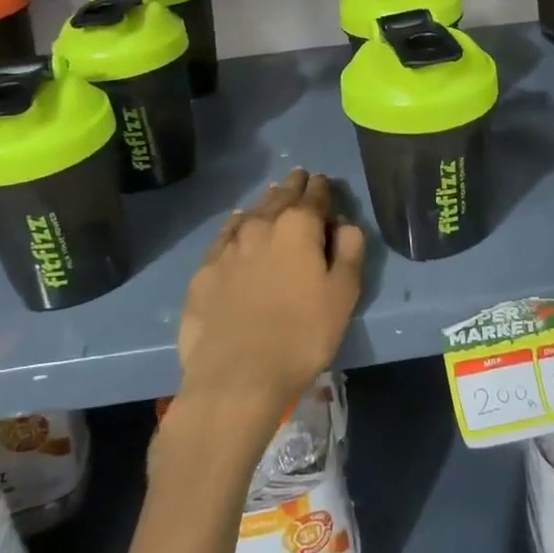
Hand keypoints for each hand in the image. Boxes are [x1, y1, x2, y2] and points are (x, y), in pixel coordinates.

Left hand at [175, 169, 365, 431]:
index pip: (314, 196)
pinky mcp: (205, 270)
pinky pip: (225, 235)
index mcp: (299, 227)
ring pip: (251, 212)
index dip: (322, 187)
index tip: (323, 181)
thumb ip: (349, 251)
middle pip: (280, 197)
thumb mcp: (344, 294)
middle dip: (293, 186)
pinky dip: (236, 225)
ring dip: (266, 203)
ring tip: (273, 196)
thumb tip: (344, 225)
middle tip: (299, 176)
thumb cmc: (302, 335)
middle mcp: (261, 225)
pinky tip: (238, 223)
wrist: (236, 376)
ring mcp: (228, 246)